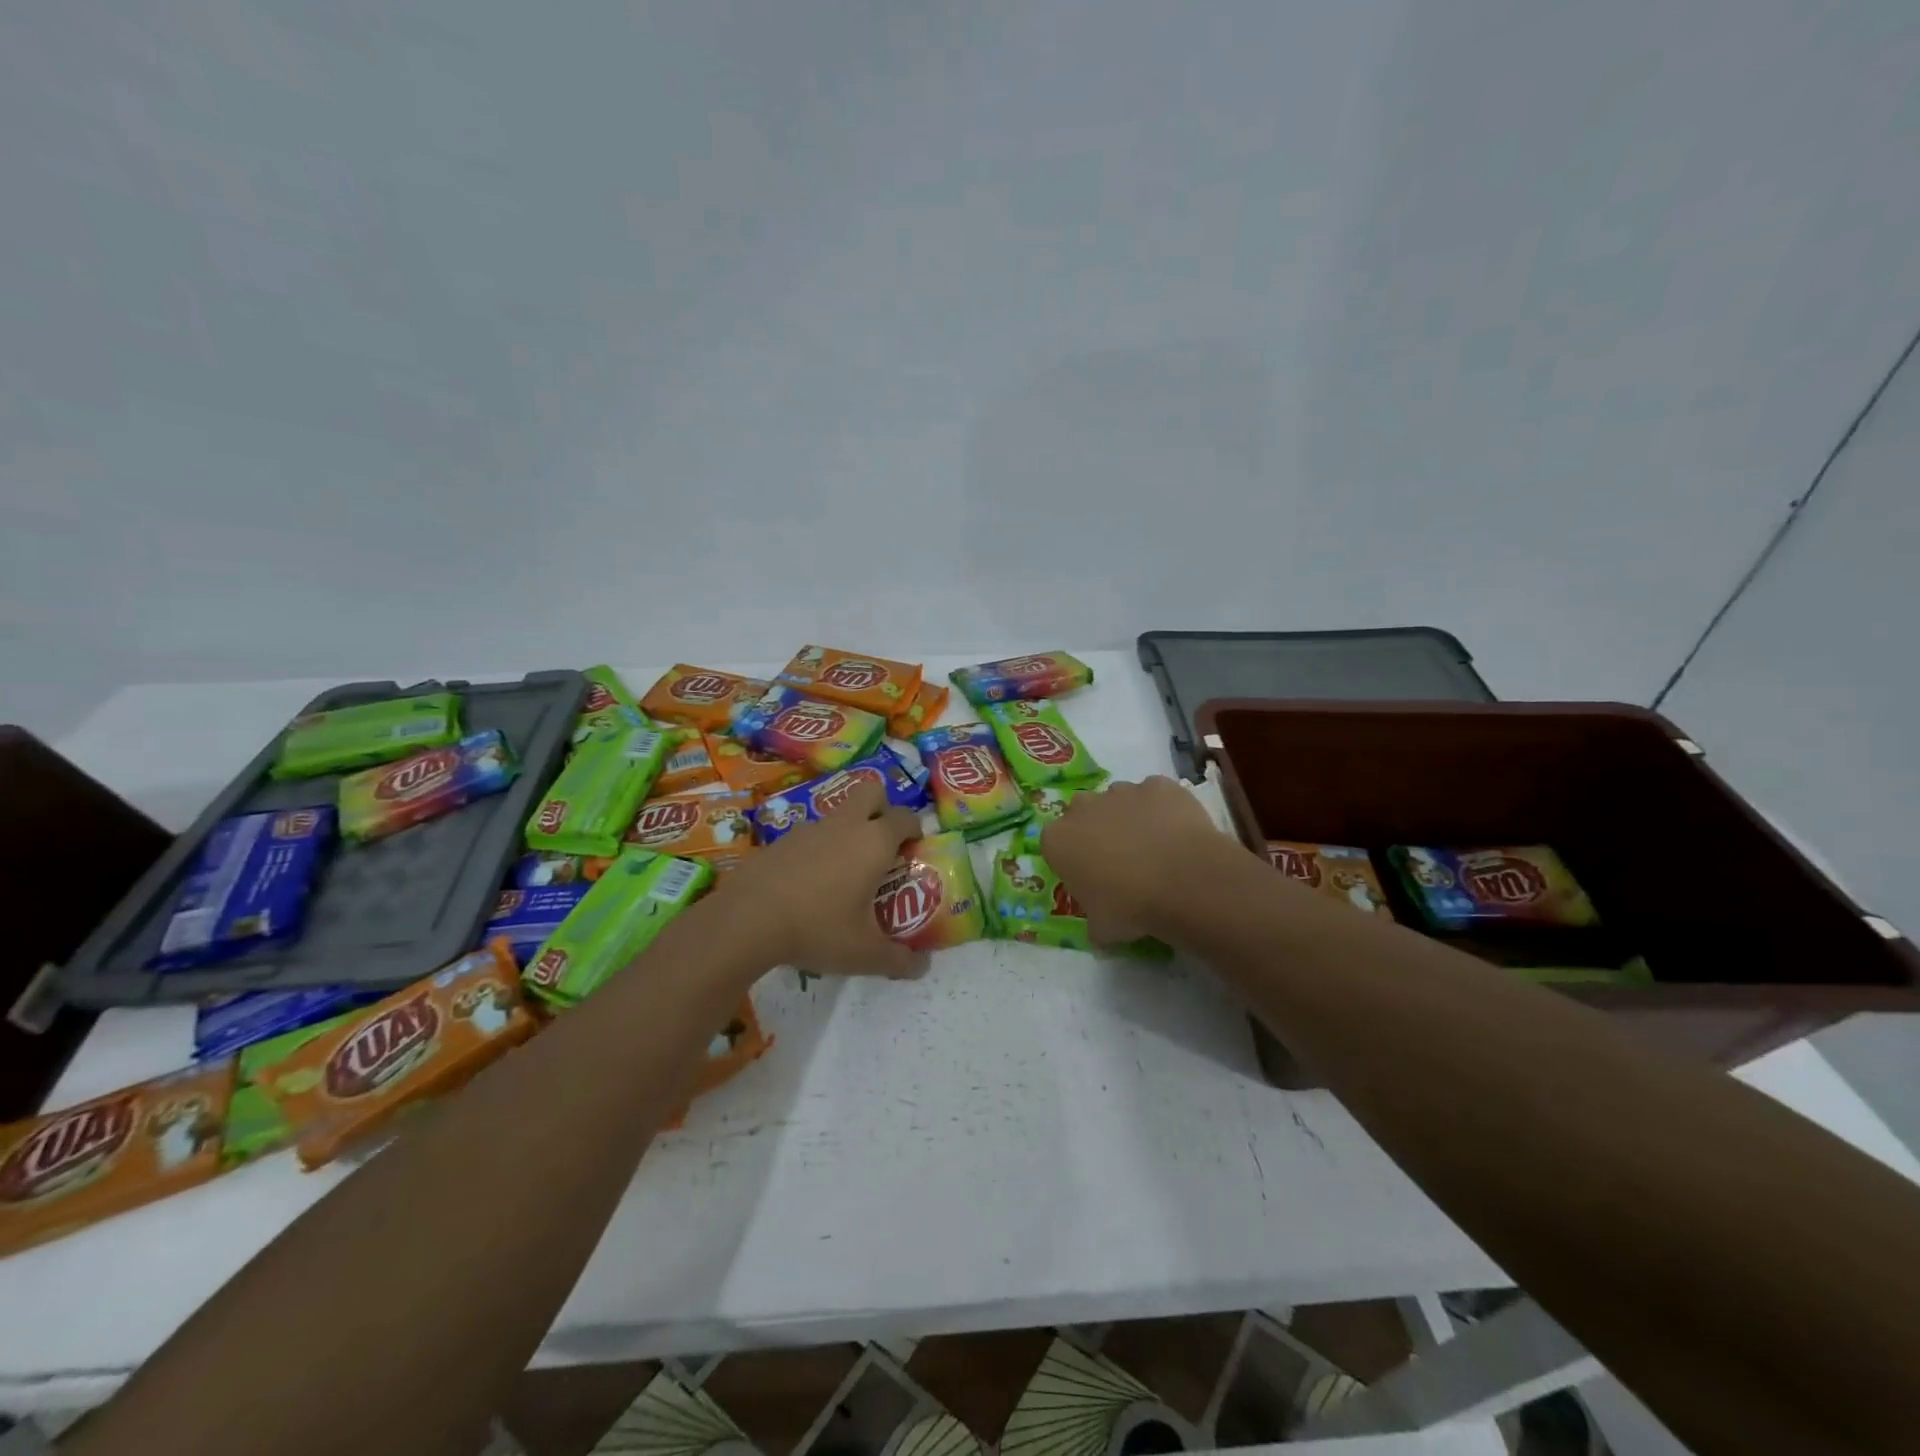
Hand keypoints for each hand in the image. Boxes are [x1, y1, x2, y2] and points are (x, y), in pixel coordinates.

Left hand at [719, 778, 927, 977]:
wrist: (746, 920)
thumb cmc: (818, 928)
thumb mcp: (865, 954)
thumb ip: (898, 960)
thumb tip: (923, 968)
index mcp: (873, 842)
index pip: (905, 817)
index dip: (915, 830)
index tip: (915, 850)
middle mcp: (845, 825)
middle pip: (872, 792)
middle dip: (883, 809)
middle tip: (883, 843)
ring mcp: (809, 828)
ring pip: (838, 814)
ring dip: (848, 830)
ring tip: (844, 871)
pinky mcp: (780, 840)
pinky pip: (809, 835)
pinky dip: (817, 849)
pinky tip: (808, 884)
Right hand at [1041, 775, 1240, 943]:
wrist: (1185, 881)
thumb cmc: (1131, 907)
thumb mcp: (1102, 928)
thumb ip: (1094, 923)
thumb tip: (1100, 930)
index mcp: (1058, 839)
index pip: (1055, 844)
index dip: (1073, 860)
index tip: (1091, 878)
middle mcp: (1083, 807)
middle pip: (1083, 814)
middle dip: (1097, 831)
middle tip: (1120, 860)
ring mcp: (1122, 791)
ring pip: (1119, 800)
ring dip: (1129, 818)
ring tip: (1155, 848)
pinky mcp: (1158, 785)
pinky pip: (1155, 795)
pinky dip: (1163, 810)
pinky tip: (1178, 834)